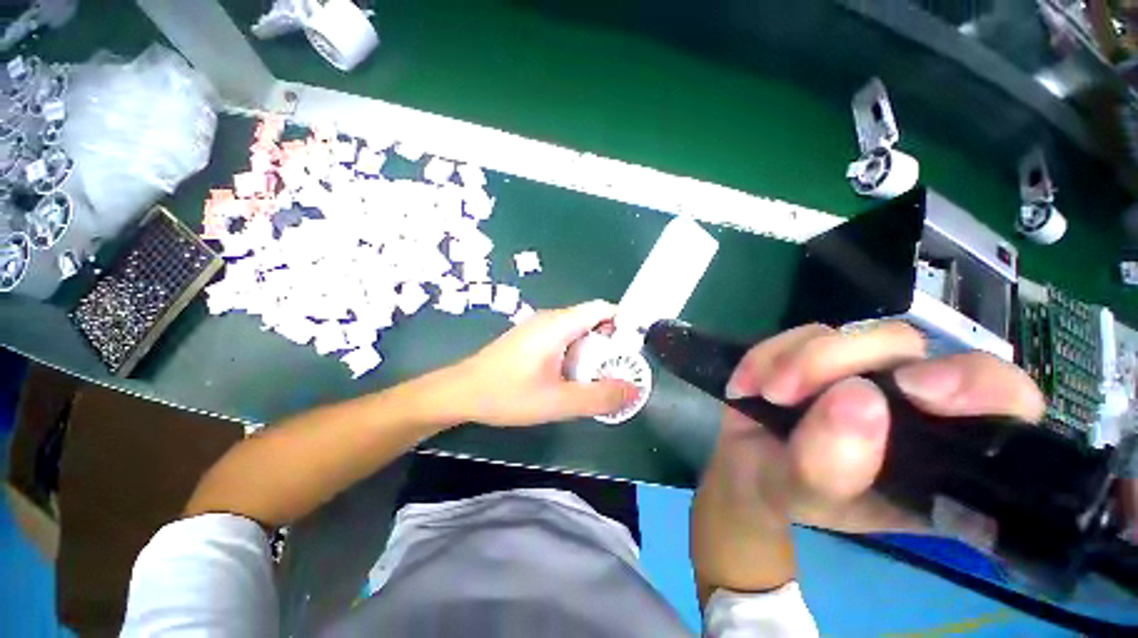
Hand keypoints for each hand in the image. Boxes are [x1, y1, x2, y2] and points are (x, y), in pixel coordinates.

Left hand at [448, 300, 637, 426]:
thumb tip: (633, 390)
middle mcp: (550, 318)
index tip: (634, 350)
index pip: (603, 308)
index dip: (624, 323)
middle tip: (618, 371)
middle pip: (593, 320)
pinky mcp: (531, 338)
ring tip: (599, 378)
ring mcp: (538, 327)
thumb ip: (598, 397)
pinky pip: (564, 338)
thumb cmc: (506, 394)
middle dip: (611, 344)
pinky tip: (572, 377)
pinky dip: (577, 354)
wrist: (460, 393)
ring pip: (578, 331)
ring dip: (593, 351)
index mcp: (559, 324)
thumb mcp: (557, 401)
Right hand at [691, 321, 1044, 596]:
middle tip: (789, 391)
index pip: (1005, 403)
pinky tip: (750, 384)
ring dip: (797, 360)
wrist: (746, 464)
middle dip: (845, 360)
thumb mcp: (806, 495)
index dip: (979, 385)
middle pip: (910, 346)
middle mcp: (911, 400)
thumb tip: (857, 397)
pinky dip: (768, 355)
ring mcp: (861, 367)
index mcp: (940, 452)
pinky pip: (799, 334)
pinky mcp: (816, 350)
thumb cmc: (788, 490)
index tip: (917, 391)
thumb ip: (830, 466)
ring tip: (767, 394)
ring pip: (850, 333)